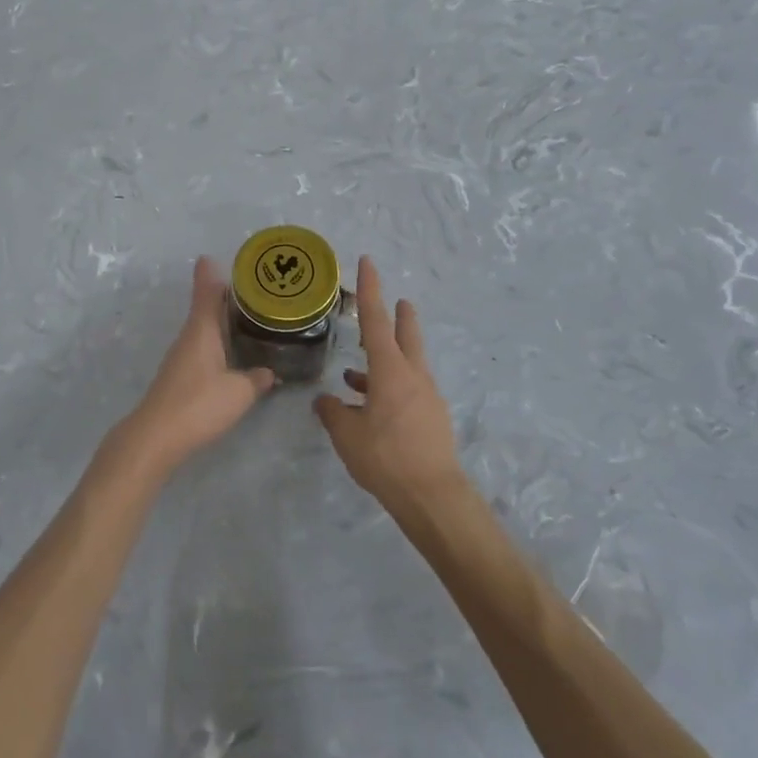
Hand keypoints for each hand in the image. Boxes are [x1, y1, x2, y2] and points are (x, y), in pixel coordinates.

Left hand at [112, 256, 276, 480]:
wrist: (156, 437)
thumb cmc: (199, 404)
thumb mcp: (239, 392)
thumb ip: (257, 379)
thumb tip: (270, 372)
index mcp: (202, 330)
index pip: (206, 293)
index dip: (209, 275)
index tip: (210, 257)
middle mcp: (189, 338)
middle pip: (205, 309)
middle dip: (222, 297)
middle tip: (248, 289)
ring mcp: (181, 359)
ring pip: (203, 330)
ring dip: (220, 321)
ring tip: (246, 318)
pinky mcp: (179, 378)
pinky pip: (202, 350)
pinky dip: (217, 343)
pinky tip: (231, 354)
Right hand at [313, 257, 465, 508]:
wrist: (432, 495)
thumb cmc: (385, 457)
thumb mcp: (346, 434)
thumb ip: (332, 413)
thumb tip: (325, 402)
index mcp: (390, 370)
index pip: (375, 320)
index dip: (370, 289)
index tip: (368, 262)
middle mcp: (413, 375)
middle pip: (406, 335)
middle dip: (400, 316)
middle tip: (398, 301)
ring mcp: (427, 397)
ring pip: (407, 366)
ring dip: (387, 361)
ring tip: (356, 373)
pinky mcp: (432, 418)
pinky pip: (408, 391)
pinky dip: (388, 389)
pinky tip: (369, 408)